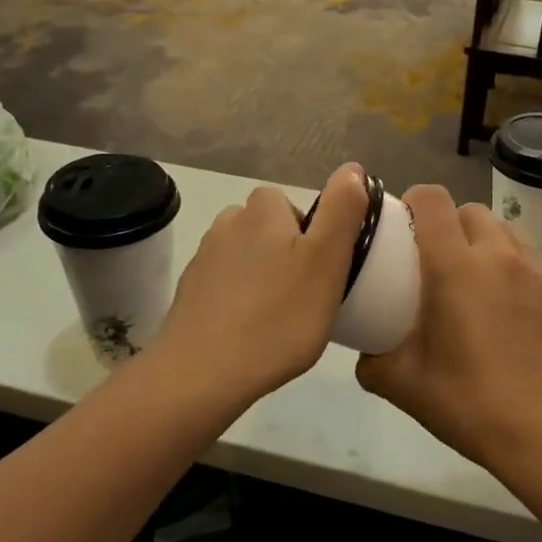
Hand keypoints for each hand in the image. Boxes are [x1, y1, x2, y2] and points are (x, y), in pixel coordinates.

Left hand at [152, 164, 369, 403]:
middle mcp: (227, 226)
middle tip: (305, 294)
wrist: (202, 374)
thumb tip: (352, 168)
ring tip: (278, 316)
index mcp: (261, 212)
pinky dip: (238, 300)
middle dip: (284, 252)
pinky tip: (248, 331)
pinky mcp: (188, 295)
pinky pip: (223, 286)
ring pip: (243, 256)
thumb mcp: (327, 261)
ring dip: (260, 275)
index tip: (320, 268)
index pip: (288, 202)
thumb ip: (342, 210)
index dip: (309, 231)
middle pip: (264, 228)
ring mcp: (202, 261)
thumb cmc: (278, 317)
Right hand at [356, 187, 541, 471]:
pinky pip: (534, 260)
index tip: (405, 223)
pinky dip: (517, 268)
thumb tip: (366, 351)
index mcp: (454, 267)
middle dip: (451, 224)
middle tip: (439, 260)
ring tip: (479, 280)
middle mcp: (498, 255)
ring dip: (486, 243)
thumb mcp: (404, 386)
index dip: (415, 201)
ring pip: (507, 231)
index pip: (433, 200)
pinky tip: (512, 307)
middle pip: (471, 210)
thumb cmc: (470, 403)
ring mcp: (538, 270)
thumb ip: (373, 361)